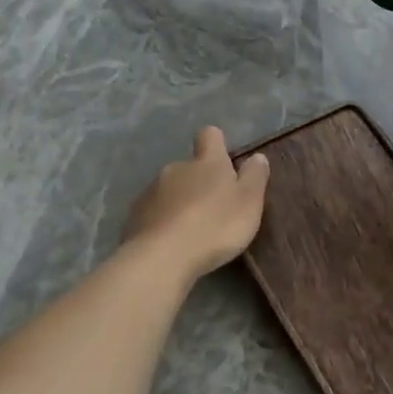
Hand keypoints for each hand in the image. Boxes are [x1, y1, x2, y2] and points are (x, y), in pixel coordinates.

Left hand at [122, 127, 269, 280]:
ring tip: (193, 230)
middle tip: (216, 209)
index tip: (226, 161)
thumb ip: (255, 177)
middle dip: (201, 181)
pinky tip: (173, 241)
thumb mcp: (249, 203)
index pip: (210, 136)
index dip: (218, 144)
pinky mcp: (135, 215)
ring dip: (182, 202)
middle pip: (190, 166)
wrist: (162, 257)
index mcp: (207, 162)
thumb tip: (257, 156)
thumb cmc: (215, 226)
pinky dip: (165, 221)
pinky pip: (155, 211)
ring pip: (171, 189)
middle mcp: (176, 168)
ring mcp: (151, 191)